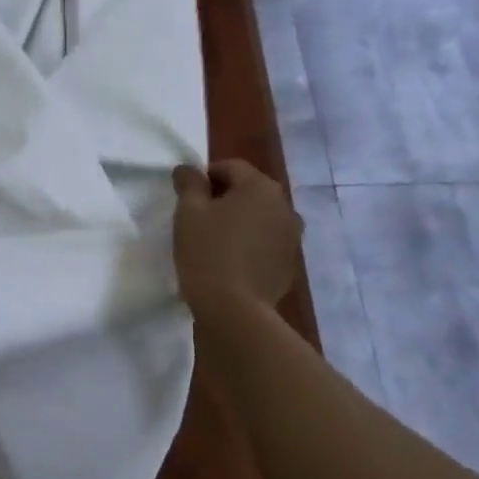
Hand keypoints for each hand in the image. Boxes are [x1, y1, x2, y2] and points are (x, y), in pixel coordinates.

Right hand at [172, 160, 302, 311]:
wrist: (235, 311)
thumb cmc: (208, 253)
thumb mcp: (188, 213)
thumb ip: (189, 184)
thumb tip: (189, 169)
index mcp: (261, 187)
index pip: (230, 167)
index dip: (205, 177)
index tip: (186, 197)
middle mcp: (284, 206)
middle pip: (249, 191)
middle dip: (224, 199)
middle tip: (197, 220)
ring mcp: (292, 237)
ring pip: (260, 218)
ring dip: (240, 222)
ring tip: (214, 243)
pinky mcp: (290, 265)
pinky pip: (267, 244)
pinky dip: (251, 245)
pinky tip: (231, 263)